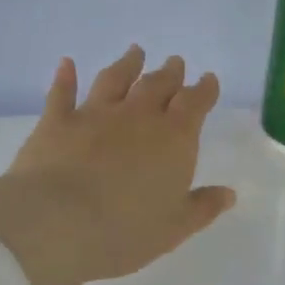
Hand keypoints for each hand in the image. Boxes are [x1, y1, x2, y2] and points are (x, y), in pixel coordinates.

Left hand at [0, 47, 236, 284]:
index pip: (195, 104)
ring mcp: (94, 114)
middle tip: (175, 62)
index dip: (204, 90)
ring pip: (115, 79)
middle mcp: (137, 117)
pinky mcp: (56, 121)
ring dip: (127, 64)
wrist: (56, 223)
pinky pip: (62, 93)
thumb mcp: (173, 228)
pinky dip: (65, 77)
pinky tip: (67, 63)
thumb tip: (228, 193)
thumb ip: (202, 207)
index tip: (208, 79)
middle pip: (157, 85)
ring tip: (135, 52)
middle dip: (170, 73)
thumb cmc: (124, 231)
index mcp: (173, 139)